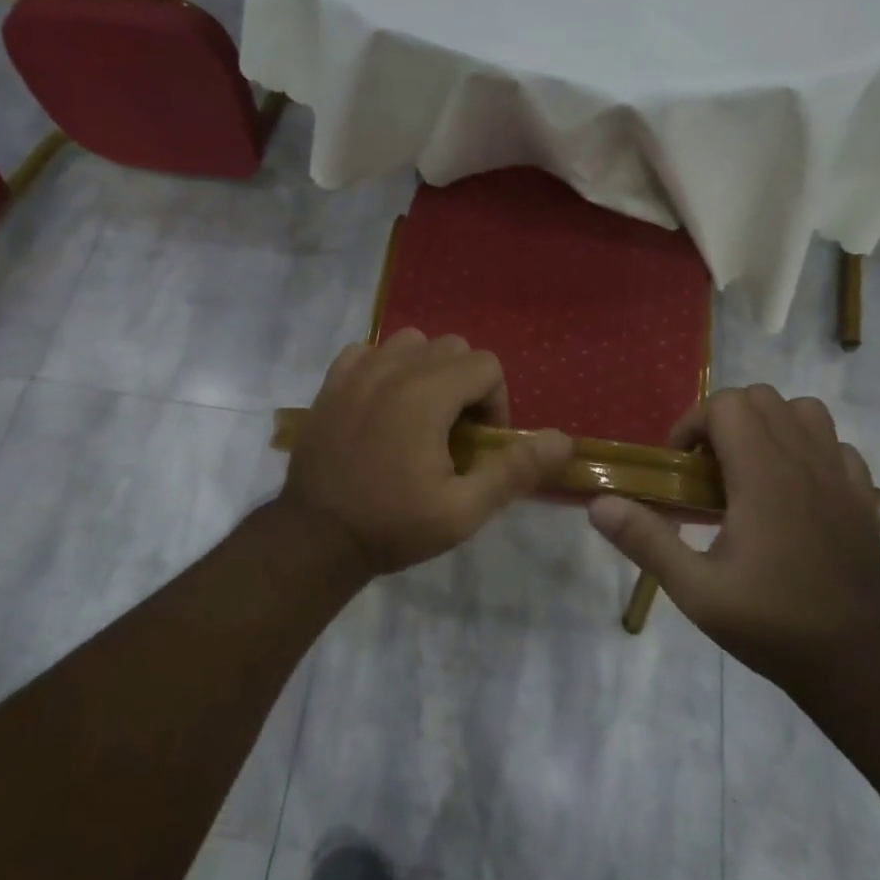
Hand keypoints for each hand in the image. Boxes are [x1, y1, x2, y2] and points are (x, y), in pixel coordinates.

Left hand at [280, 330, 572, 579]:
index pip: (485, 364)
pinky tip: (382, 404)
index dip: (495, 401)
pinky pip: (369, 351)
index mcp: (426, 395)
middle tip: (454, 432)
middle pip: (452, 347)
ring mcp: (357, 371)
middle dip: (466, 383)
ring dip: (427, 369)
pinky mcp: (331, 382)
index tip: (479, 443)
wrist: (315, 537)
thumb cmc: (392, 525)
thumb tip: (564, 440)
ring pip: (411, 341)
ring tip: (421, 414)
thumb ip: (514, 470)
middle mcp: (393, 369)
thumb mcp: (463, 511)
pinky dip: (385, 367)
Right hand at [588, 385, 879, 683]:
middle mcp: (803, 461)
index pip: (726, 405)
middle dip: (724, 420)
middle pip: (761, 398)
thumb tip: (598, 503)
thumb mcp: (695, 590)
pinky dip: (808, 449)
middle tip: (708, 469)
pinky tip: (793, 488)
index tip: (681, 467)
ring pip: (803, 411)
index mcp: (762, 475)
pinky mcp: (863, 495)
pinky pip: (834, 443)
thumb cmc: (771, 622)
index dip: (693, 425)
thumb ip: (645, 540)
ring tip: (750, 468)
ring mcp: (840, 475)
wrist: (857, 661)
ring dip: (769, 425)